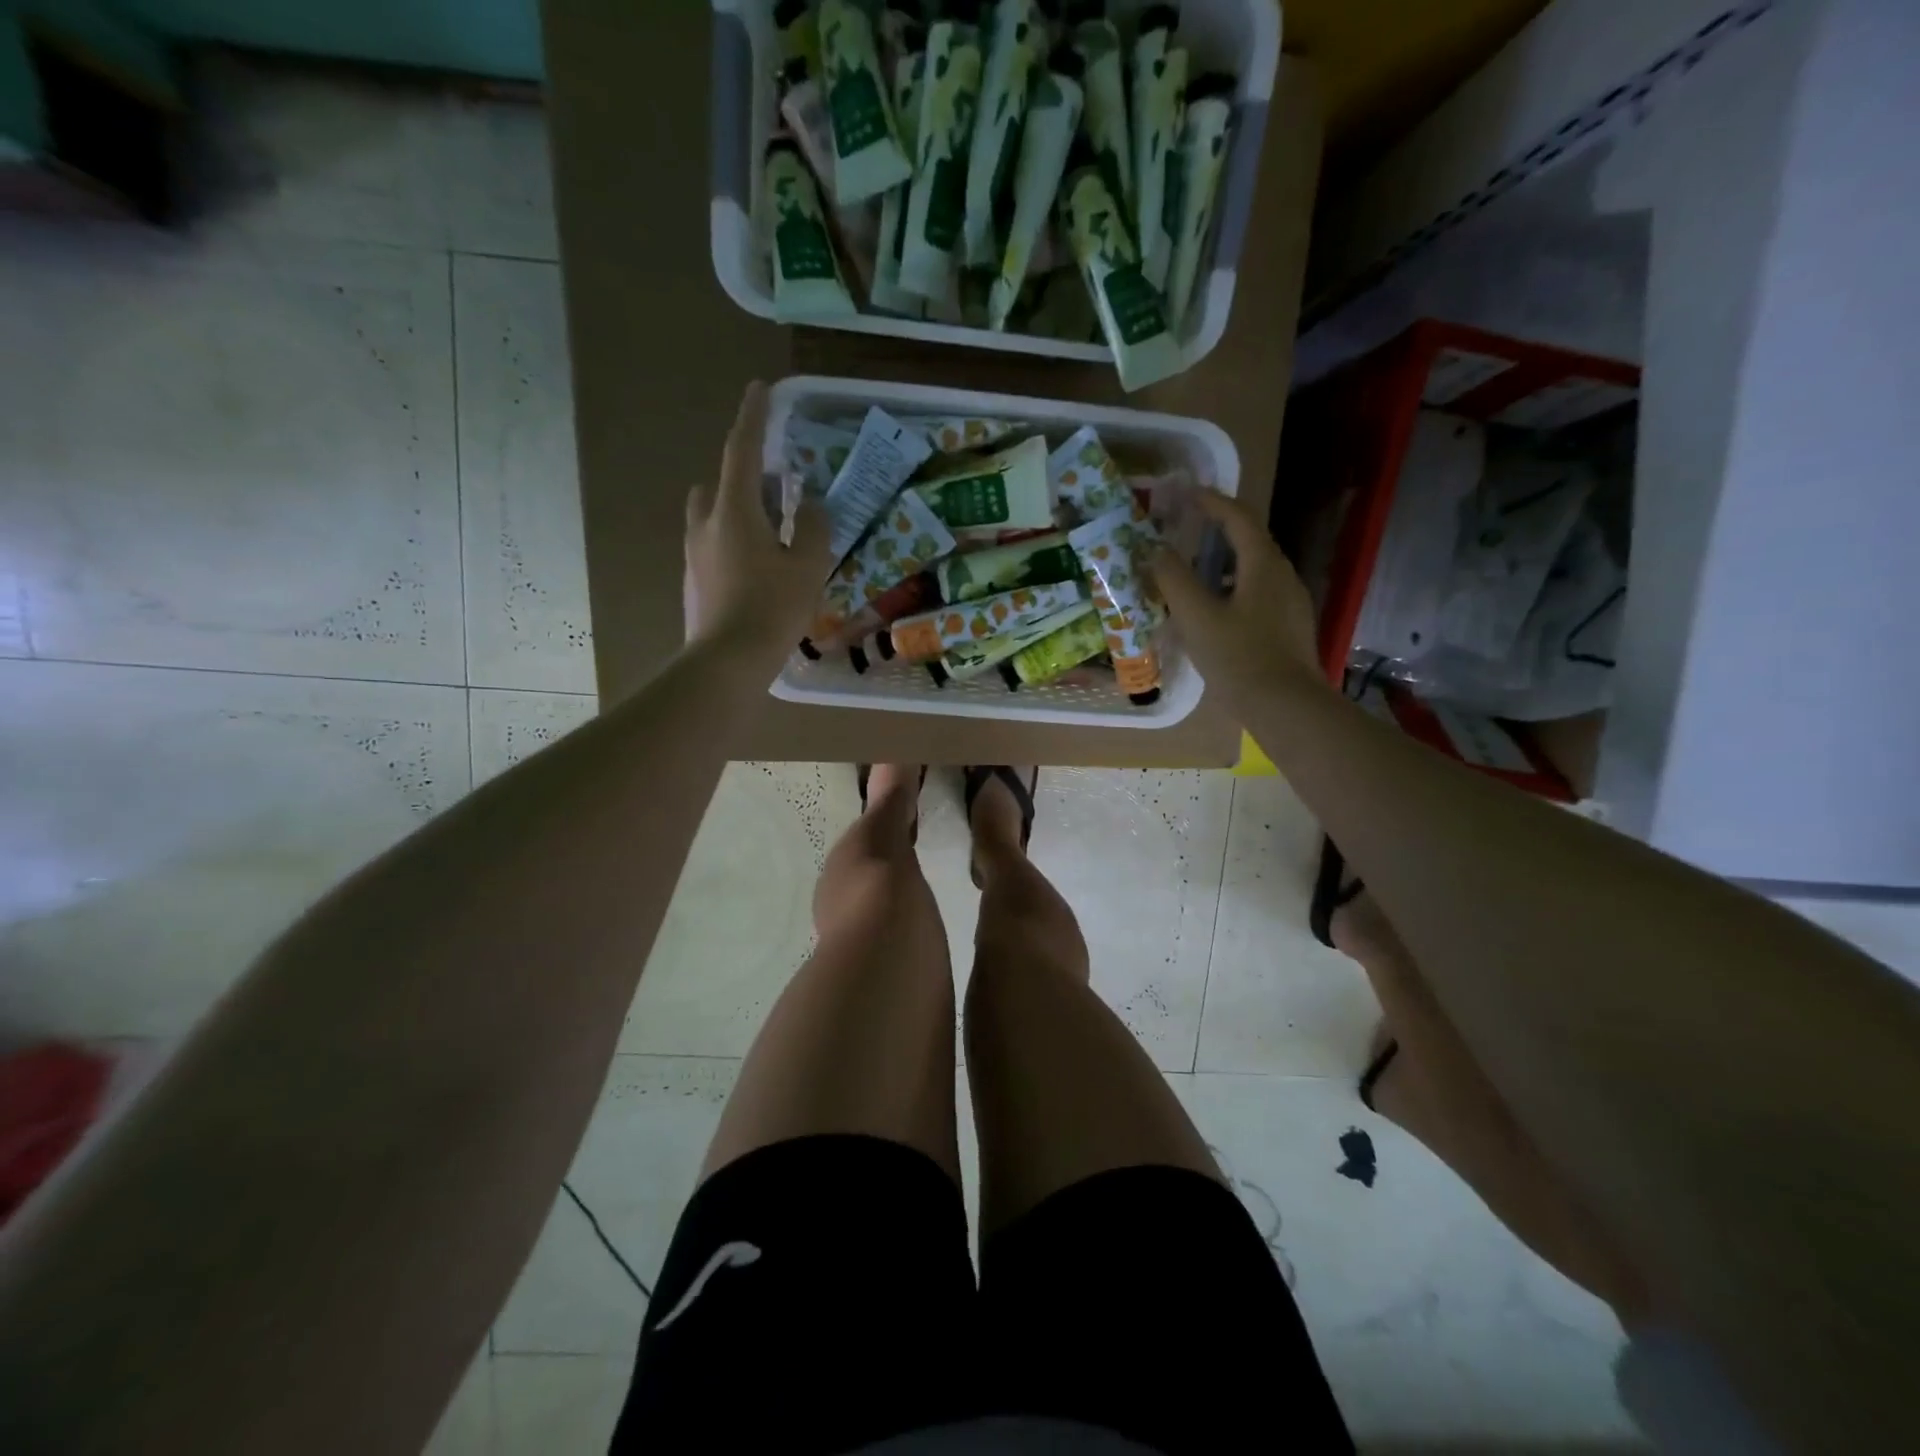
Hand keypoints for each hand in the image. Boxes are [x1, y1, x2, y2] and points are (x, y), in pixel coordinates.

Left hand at [684, 382, 831, 662]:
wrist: (726, 662)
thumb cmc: (772, 609)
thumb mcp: (807, 567)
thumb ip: (814, 529)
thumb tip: (813, 506)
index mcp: (734, 510)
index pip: (742, 450)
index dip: (754, 417)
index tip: (760, 388)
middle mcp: (706, 523)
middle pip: (720, 482)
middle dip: (745, 474)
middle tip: (777, 486)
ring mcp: (694, 553)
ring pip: (713, 514)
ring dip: (738, 509)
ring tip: (772, 530)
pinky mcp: (694, 580)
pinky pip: (713, 544)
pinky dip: (734, 540)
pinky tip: (758, 567)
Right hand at [1147, 490, 1326, 705]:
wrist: (1286, 707)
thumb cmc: (1239, 657)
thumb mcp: (1197, 617)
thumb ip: (1173, 579)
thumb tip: (1155, 551)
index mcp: (1263, 565)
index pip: (1238, 518)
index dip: (1212, 502)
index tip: (1186, 494)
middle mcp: (1283, 576)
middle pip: (1250, 541)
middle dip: (1218, 531)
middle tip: (1186, 530)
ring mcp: (1290, 604)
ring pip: (1253, 571)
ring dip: (1223, 564)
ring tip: (1193, 572)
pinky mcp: (1289, 629)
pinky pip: (1257, 595)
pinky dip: (1232, 590)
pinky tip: (1214, 613)